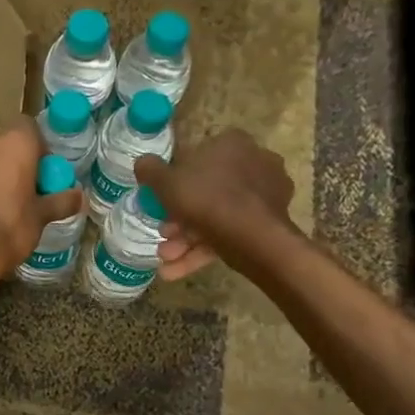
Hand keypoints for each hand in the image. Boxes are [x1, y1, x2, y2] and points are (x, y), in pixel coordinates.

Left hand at [0, 126, 81, 287]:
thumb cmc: (9, 226)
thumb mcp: (40, 217)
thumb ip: (60, 202)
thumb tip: (80, 196)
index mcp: (16, 143)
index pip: (31, 129)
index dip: (40, 149)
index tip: (46, 174)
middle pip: (8, 146)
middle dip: (18, 164)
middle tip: (29, 192)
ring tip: (5, 207)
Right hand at [135, 131, 296, 280]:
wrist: (253, 237)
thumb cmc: (206, 198)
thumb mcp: (166, 182)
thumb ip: (150, 170)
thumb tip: (143, 162)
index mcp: (232, 144)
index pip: (197, 158)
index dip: (174, 181)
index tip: (161, 201)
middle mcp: (256, 162)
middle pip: (207, 191)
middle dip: (179, 219)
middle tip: (163, 235)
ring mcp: (267, 194)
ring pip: (218, 215)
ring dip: (187, 240)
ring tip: (166, 259)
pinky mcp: (271, 223)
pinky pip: (231, 232)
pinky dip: (204, 250)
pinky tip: (176, 270)